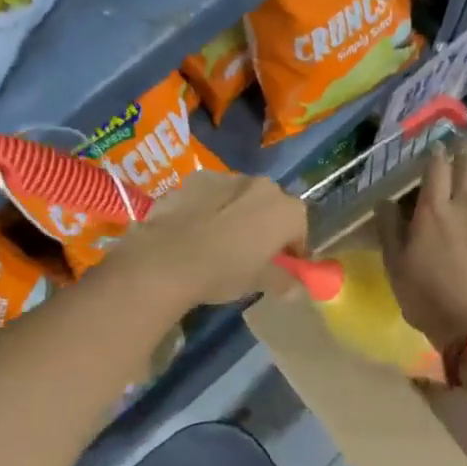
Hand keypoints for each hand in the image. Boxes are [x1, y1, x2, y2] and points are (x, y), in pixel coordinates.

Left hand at [112, 170, 306, 306]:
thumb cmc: (223, 272)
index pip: (300, 228)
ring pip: (241, 197)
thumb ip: (283, 281)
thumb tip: (297, 288)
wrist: (166, 259)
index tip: (283, 266)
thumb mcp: (258, 282)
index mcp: (286, 210)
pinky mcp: (195, 179)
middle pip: (272, 206)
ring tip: (220, 240)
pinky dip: (210, 207)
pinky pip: (212, 194)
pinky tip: (195, 230)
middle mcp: (262, 185)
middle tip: (253, 253)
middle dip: (267, 225)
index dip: (293, 248)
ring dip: (238, 213)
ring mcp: (227, 177)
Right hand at [379, 148, 466, 349]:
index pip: (437, 165)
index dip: (435, 154)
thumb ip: (389, 228)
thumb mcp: (395, 266)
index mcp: (433, 209)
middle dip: (462, 154)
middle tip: (456, 155)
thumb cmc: (427, 297)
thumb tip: (384, 201)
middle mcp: (466, 203)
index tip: (433, 150)